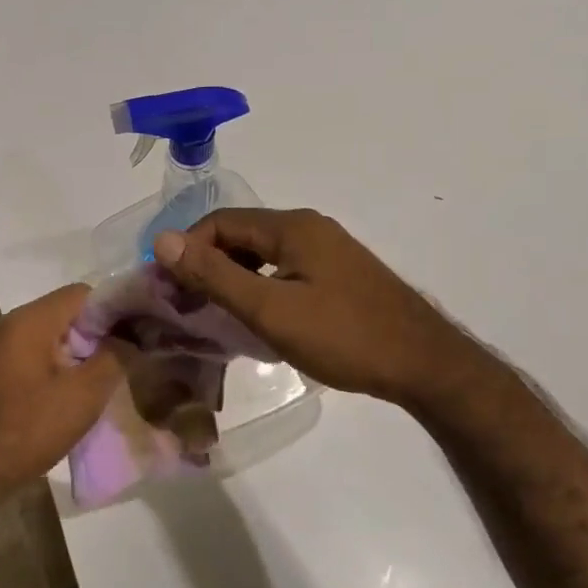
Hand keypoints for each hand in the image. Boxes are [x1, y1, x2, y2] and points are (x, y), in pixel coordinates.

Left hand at [0, 284, 122, 498]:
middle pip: (68, 313)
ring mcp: (1, 349)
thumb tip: (133, 337)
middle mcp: (12, 325)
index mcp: (31, 320)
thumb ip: (115, 358)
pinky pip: (38, 356)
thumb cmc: (27, 429)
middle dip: (101, 332)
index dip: (116, 308)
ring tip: (110, 377)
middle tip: (131, 357)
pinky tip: (78, 393)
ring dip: (82, 353)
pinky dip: (61, 367)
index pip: (83, 293)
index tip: (140, 332)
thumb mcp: (83, 395)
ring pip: (53, 337)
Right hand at [153, 208, 467, 408]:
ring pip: (261, 254)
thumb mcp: (270, 309)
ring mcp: (327, 250)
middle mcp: (309, 228)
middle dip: (206, 265)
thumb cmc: (344, 336)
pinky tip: (256, 318)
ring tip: (214, 315)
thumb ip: (215, 275)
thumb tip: (162, 241)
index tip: (168, 290)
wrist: (425, 364)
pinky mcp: (338, 274)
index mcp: (291, 227)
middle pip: (240, 235)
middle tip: (185, 306)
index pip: (219, 223)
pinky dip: (259, 286)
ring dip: (232, 278)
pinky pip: (283, 269)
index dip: (186, 251)